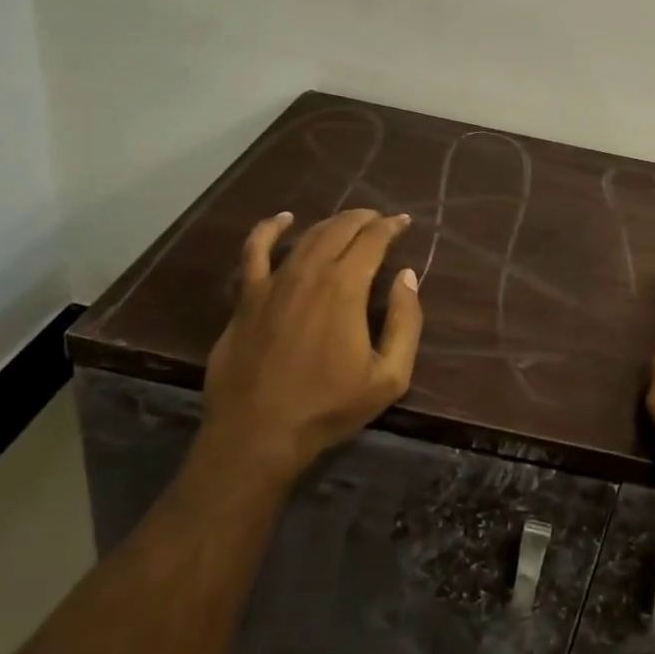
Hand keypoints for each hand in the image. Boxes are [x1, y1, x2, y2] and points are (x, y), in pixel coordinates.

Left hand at [197, 209, 421, 486]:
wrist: (257, 435)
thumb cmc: (328, 407)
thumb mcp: (388, 376)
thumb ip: (406, 322)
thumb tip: (407, 276)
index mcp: (346, 287)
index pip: (373, 239)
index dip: (391, 226)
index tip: (403, 222)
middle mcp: (310, 272)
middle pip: (340, 229)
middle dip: (365, 219)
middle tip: (380, 221)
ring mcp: (273, 282)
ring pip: (307, 236)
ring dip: (332, 224)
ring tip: (348, 224)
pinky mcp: (247, 297)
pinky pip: (254, 251)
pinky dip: (269, 229)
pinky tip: (283, 220)